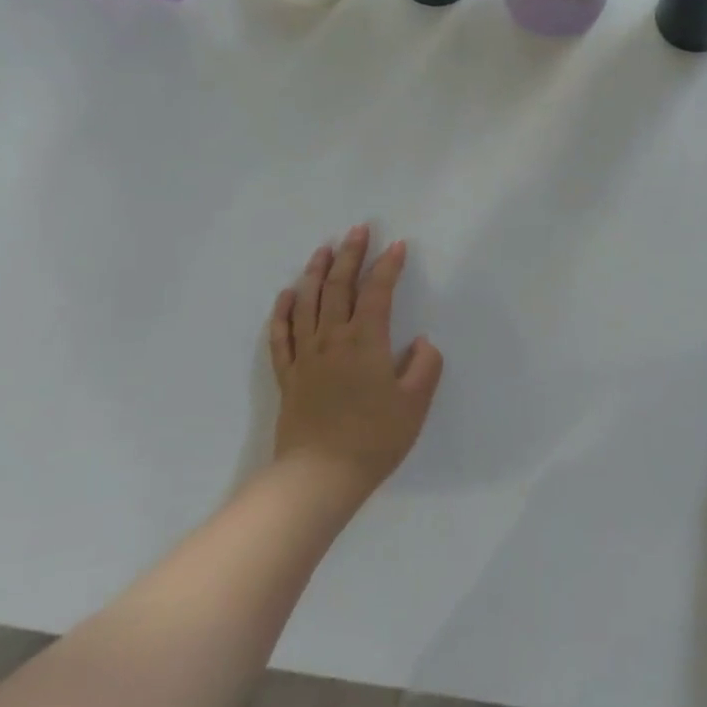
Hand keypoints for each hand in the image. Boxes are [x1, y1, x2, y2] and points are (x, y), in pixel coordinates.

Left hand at [268, 225, 443, 500]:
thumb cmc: (374, 439)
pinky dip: (283, 311)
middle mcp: (332, 339)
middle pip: (339, 286)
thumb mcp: (415, 404)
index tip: (397, 245)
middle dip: (350, 255)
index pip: (377, 292)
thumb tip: (422, 343)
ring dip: (316, 272)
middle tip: (358, 230)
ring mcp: (306, 356)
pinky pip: (281, 335)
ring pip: (308, 302)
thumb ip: (425, 367)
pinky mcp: (288, 376)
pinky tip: (287, 294)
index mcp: (365, 341)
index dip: (388, 266)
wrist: (319, 477)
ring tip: (323, 249)